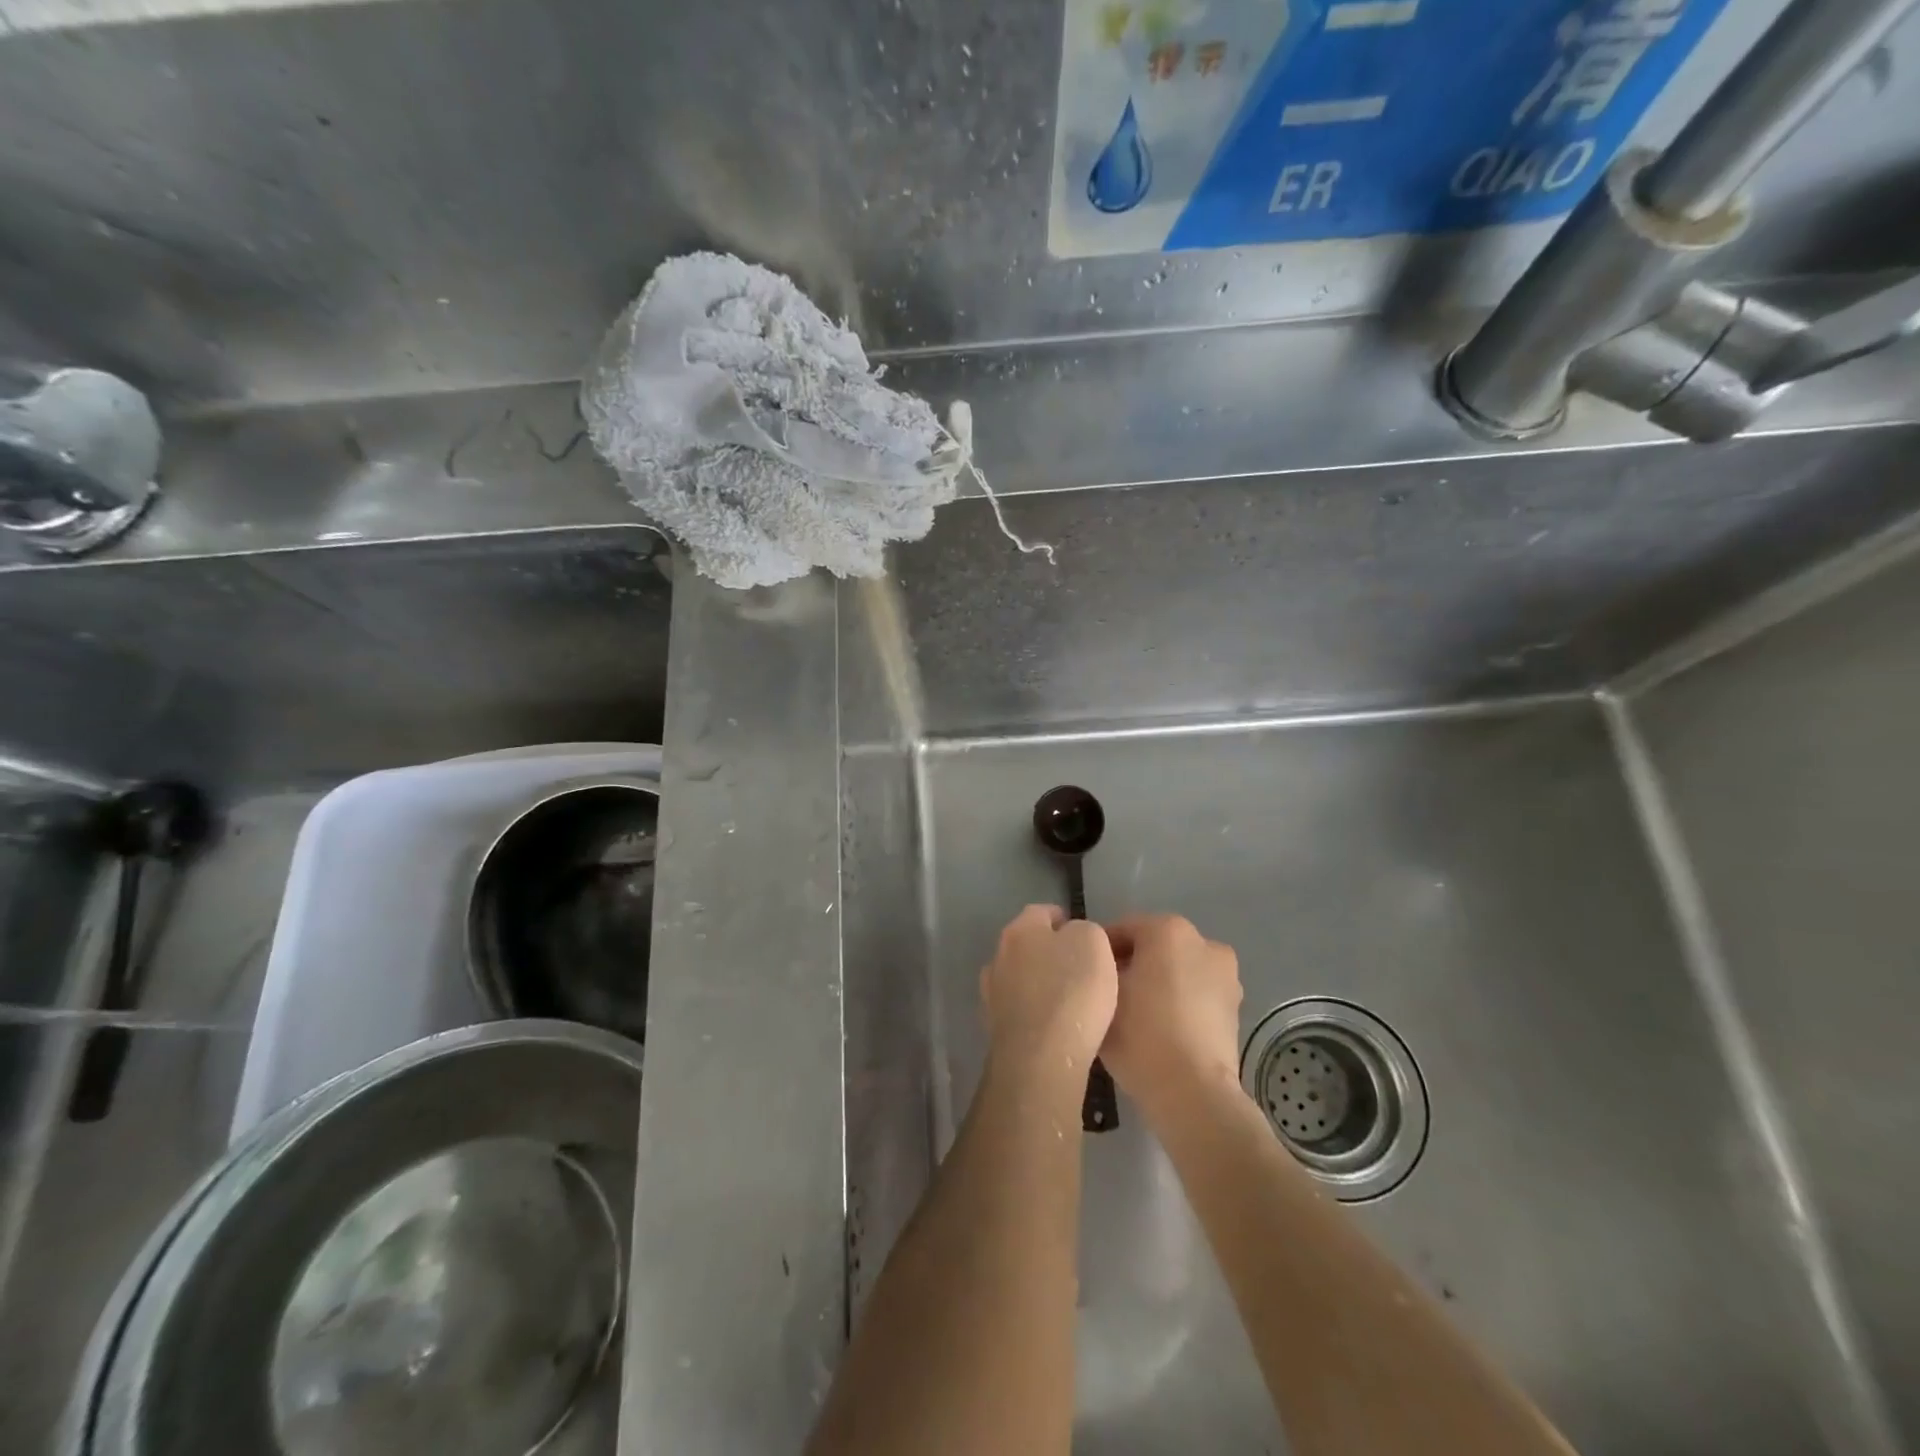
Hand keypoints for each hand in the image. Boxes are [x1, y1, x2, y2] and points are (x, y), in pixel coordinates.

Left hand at [979, 905, 1118, 1080]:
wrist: (1042, 1056)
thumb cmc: (1072, 990)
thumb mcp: (1094, 942)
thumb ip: (1084, 930)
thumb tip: (1073, 937)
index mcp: (1020, 929)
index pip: (1042, 912)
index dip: (1065, 921)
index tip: (1086, 938)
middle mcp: (999, 955)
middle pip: (1028, 945)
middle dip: (1050, 952)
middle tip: (1080, 969)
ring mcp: (992, 993)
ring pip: (1021, 978)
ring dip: (1040, 983)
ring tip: (1068, 1000)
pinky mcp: (995, 1027)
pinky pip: (1020, 1009)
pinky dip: (1035, 1012)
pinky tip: (1054, 1025)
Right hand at [1103, 914, 1243, 1115]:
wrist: (1193, 1093)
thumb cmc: (1141, 1034)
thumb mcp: (1103, 994)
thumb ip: (1100, 969)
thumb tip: (1103, 966)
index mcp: (1168, 930)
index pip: (1123, 930)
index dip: (1101, 951)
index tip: (1088, 975)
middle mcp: (1203, 941)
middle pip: (1154, 946)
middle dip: (1133, 965)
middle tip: (1109, 995)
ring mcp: (1226, 975)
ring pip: (1178, 970)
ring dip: (1159, 982)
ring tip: (1137, 1014)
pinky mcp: (1235, 1007)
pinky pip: (1197, 993)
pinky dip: (1181, 1002)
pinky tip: (1163, 1028)